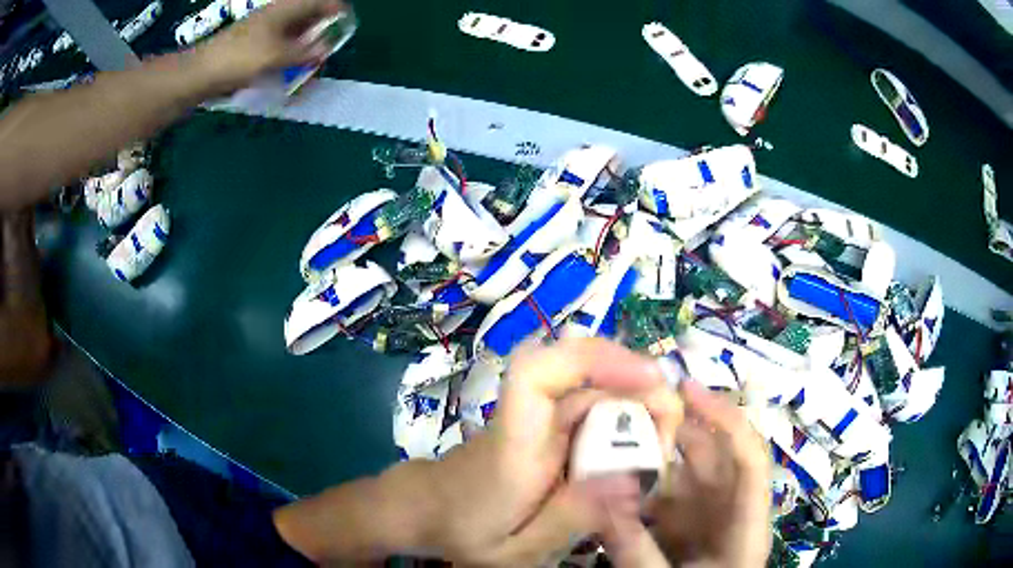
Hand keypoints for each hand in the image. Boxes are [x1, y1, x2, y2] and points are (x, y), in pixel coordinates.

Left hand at [195, 0, 345, 92]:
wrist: (202, 73)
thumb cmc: (239, 59)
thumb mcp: (276, 56)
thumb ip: (304, 52)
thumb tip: (326, 49)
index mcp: (286, 8)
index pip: (323, 1)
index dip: (338, 12)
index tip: (346, 30)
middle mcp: (279, 14)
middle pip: (311, 16)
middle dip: (323, 33)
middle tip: (325, 54)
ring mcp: (267, 29)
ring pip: (297, 32)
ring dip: (307, 47)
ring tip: (309, 67)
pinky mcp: (256, 44)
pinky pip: (283, 45)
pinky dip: (291, 55)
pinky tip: (290, 71)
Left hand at [428, 338, 683, 565]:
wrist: (432, 508)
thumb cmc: (468, 530)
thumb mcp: (516, 549)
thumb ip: (569, 519)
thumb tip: (632, 480)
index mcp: (516, 441)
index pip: (537, 372)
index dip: (596, 359)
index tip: (650, 379)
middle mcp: (531, 416)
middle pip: (589, 372)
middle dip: (644, 393)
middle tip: (670, 443)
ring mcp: (542, 415)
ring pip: (600, 387)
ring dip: (642, 408)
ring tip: (662, 453)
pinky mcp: (552, 422)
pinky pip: (598, 407)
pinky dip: (630, 420)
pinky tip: (643, 453)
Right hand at [601, 380, 771, 567]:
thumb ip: (634, 546)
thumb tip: (599, 498)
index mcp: (746, 520)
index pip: (748, 456)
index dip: (724, 418)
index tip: (687, 389)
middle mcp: (731, 507)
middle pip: (714, 455)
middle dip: (678, 426)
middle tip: (632, 404)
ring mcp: (708, 514)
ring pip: (686, 471)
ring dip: (655, 453)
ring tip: (615, 433)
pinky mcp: (686, 523)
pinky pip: (666, 493)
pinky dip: (642, 483)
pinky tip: (614, 477)